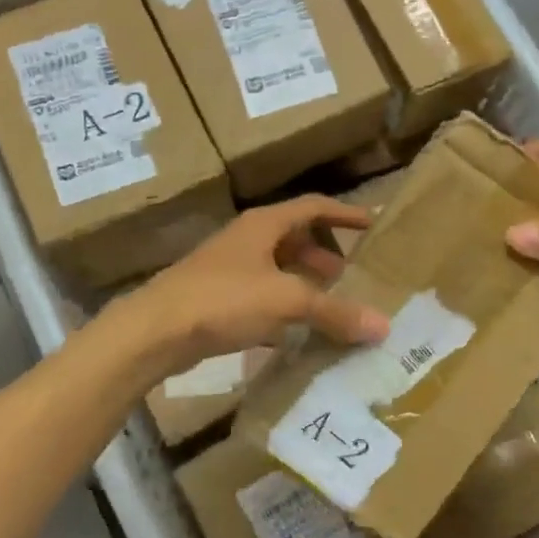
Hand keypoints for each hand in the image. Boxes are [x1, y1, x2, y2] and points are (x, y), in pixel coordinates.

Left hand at [121, 195, 390, 375]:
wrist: (155, 331)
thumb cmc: (224, 299)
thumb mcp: (287, 300)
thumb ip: (335, 311)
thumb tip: (383, 325)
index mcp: (264, 225)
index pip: (313, 206)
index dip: (345, 213)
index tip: (373, 224)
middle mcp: (247, 240)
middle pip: (295, 238)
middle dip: (326, 254)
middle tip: (352, 275)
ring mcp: (230, 269)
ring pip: (278, 268)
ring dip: (305, 282)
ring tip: (330, 304)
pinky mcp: (219, 299)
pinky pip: (263, 296)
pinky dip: (284, 307)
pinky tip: (298, 330)